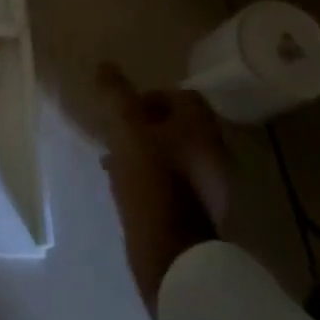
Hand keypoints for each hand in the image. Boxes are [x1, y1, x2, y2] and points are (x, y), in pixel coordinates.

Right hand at [97, 66, 230, 315]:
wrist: (172, 253)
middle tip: (117, 132)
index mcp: (202, 129)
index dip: (152, 95)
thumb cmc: (151, 181)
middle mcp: (214, 153)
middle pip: (178, 126)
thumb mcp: (126, 130)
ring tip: (114, 160)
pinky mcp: (200, 213)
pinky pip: (173, 182)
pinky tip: (126, 187)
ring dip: (146, 152)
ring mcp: (211, 186)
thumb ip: (117, 95)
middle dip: (145, 125)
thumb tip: (105, 66)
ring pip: (173, 155)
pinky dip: (152, 178)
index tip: (126, 108)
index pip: (183, 96)